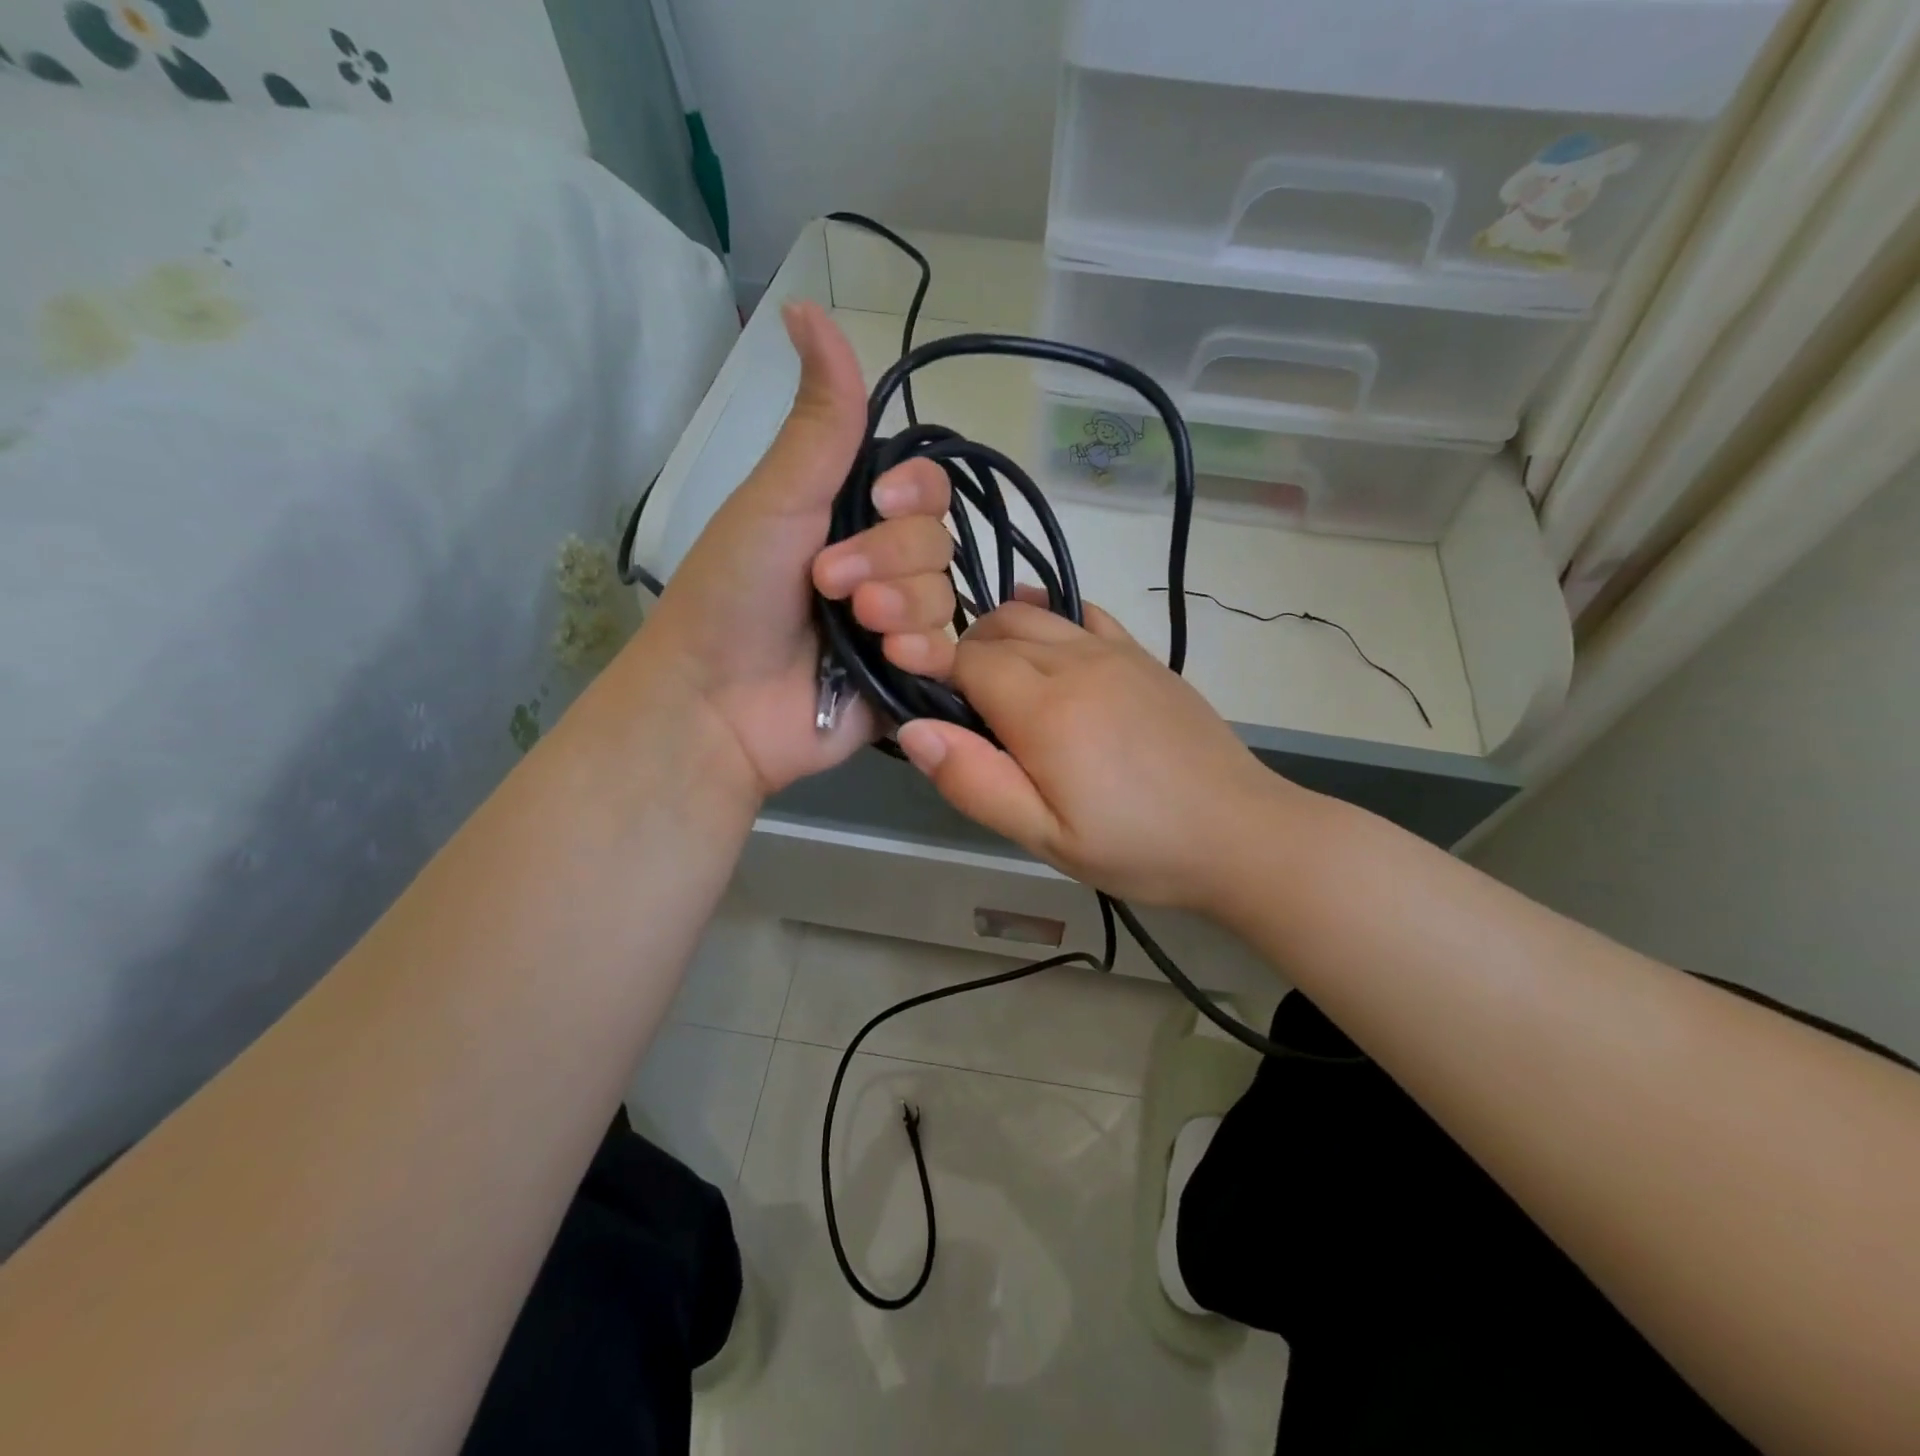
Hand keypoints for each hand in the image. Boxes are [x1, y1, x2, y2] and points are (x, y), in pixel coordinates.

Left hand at [637, 301, 956, 796]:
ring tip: (855, 628)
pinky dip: (926, 651)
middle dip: (889, 559)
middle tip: (830, 586)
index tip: (875, 504)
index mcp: (848, 518)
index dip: (913, 493)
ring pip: (945, 595)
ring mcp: (896, 624)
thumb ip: (818, 420)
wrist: (719, 703)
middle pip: (937, 541)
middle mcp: (880, 566)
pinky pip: (950, 651)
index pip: (922, 487)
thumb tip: (809, 304)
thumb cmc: (734, 594)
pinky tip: (891, 660)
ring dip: (901, 606)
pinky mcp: (908, 675)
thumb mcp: (776, 498)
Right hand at [894, 597, 1302, 910]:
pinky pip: (1084, 614)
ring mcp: (1115, 652)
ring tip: (998, 682)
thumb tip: (913, 728)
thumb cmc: (1137, 846)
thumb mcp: (1045, 837)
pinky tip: (1046, 640)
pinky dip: (1050, 615)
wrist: (1241, 833)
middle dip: (964, 657)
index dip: (935, 674)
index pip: (965, 660)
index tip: (931, 705)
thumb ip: (975, 782)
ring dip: (1001, 635)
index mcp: (1044, 708)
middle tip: (965, 710)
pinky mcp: (1143, 656)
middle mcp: (1076, 662)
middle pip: (996, 630)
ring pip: (1035, 614)